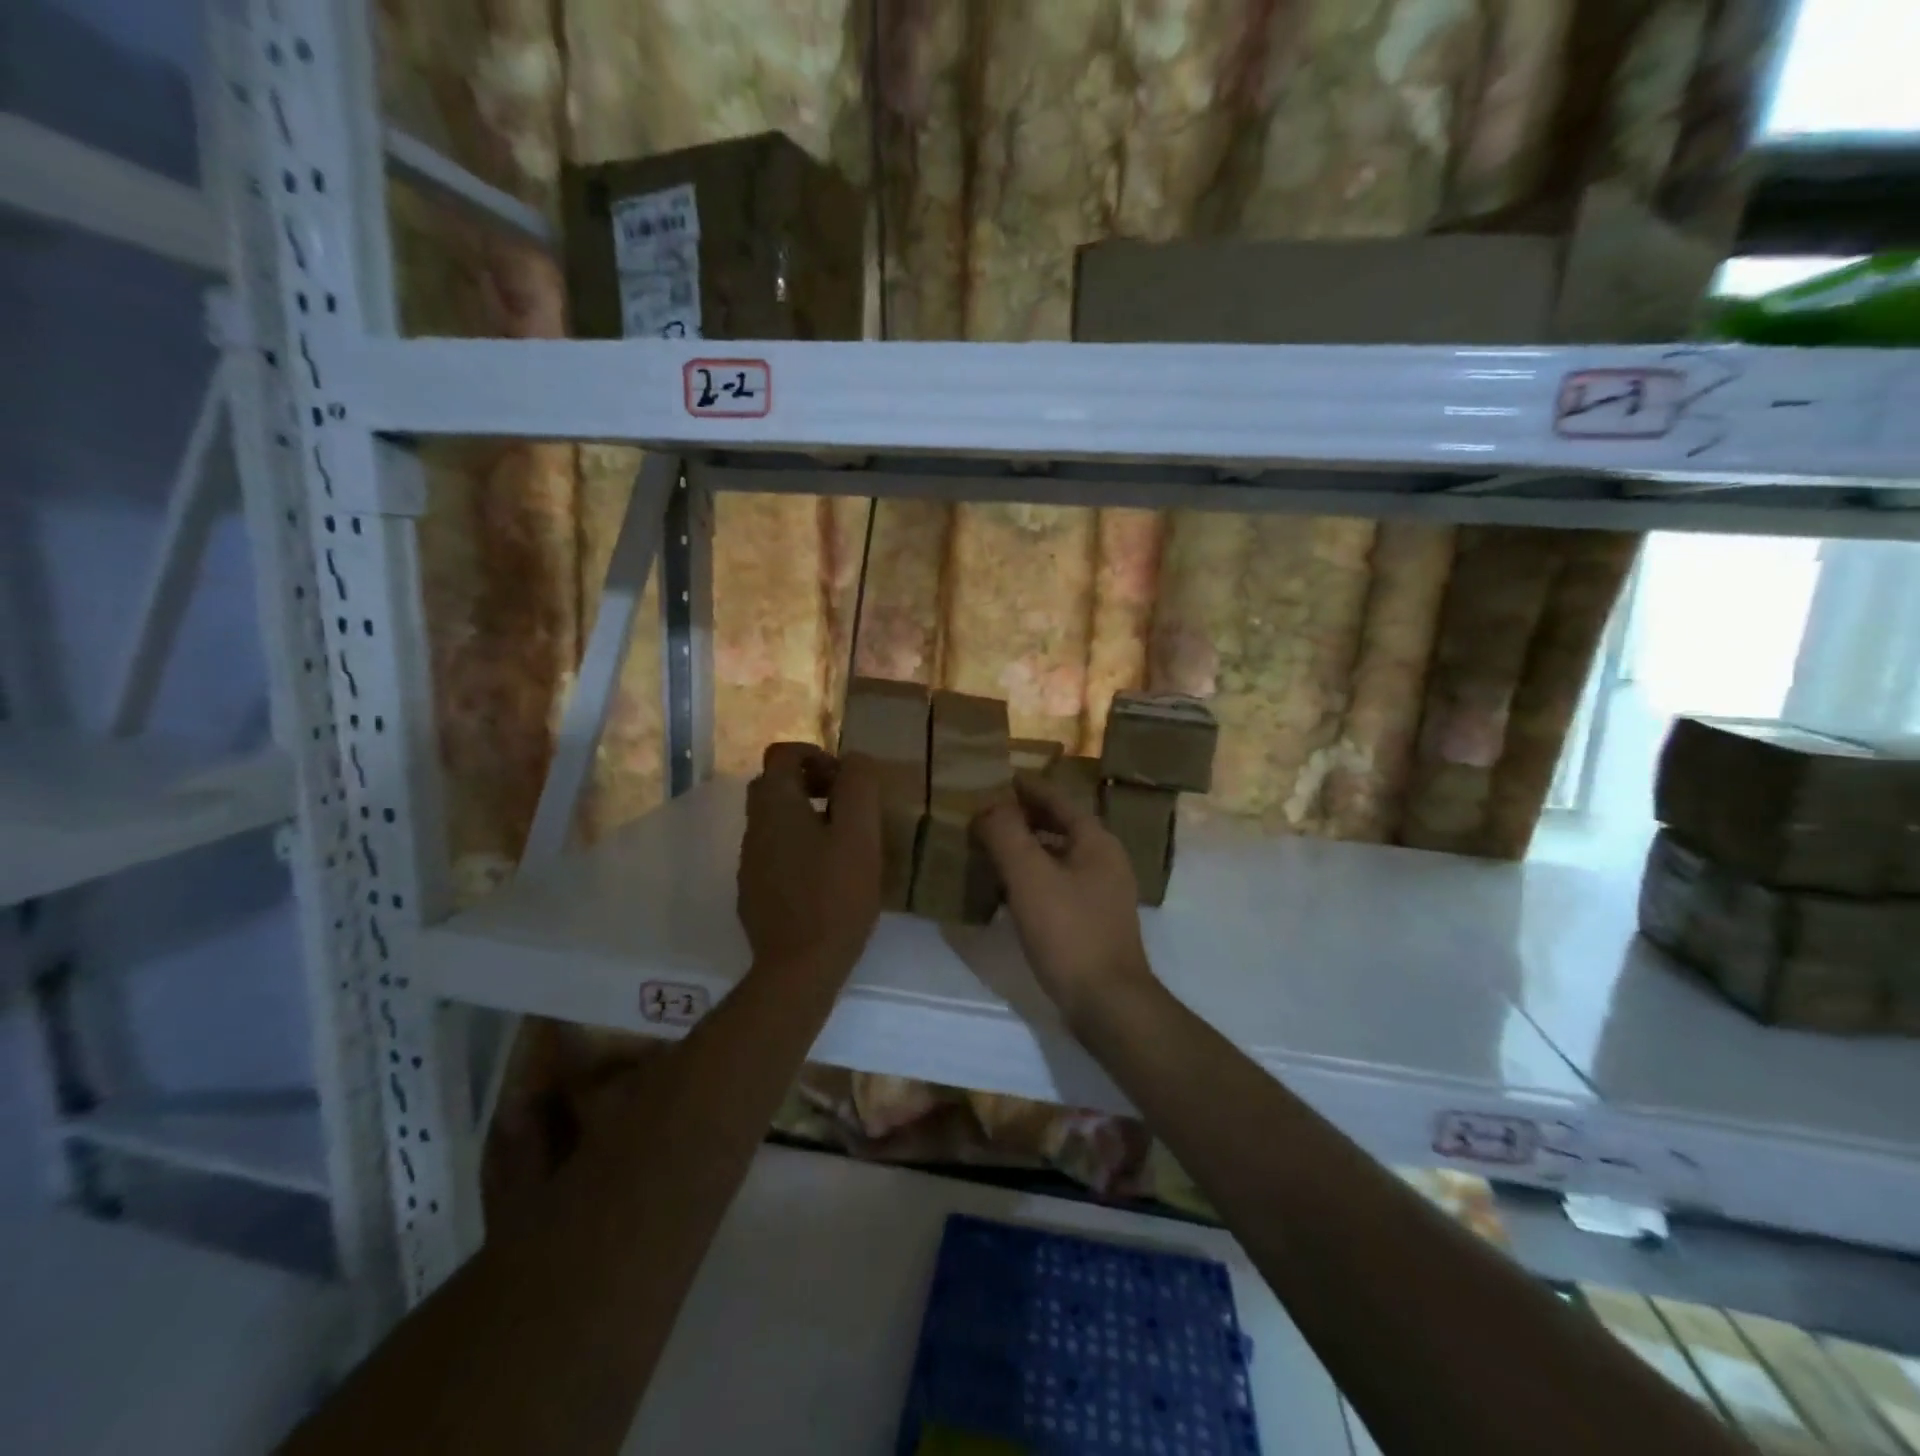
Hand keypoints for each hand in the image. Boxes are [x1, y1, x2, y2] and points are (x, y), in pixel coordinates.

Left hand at [738, 742, 883, 980]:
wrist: (799, 966)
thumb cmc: (835, 895)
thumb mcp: (860, 834)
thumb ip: (858, 787)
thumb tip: (854, 761)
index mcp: (775, 806)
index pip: (782, 755)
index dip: (815, 755)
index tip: (845, 780)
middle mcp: (754, 827)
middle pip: (774, 785)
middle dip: (811, 783)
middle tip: (846, 806)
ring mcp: (750, 861)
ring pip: (774, 820)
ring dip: (805, 816)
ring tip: (842, 842)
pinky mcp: (753, 891)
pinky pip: (774, 852)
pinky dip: (798, 847)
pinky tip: (825, 876)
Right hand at [973, 773, 1154, 1028]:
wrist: (1107, 1002)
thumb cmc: (1068, 931)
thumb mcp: (1030, 876)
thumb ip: (1007, 834)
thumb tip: (988, 805)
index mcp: (1096, 841)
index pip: (1057, 800)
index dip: (1026, 788)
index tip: (997, 778)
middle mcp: (1104, 860)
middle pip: (1059, 827)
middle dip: (1022, 818)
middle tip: (984, 813)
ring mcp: (1101, 893)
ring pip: (1056, 857)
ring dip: (1024, 849)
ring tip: (988, 848)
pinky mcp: (1091, 921)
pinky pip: (1056, 885)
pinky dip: (1031, 879)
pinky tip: (1005, 891)